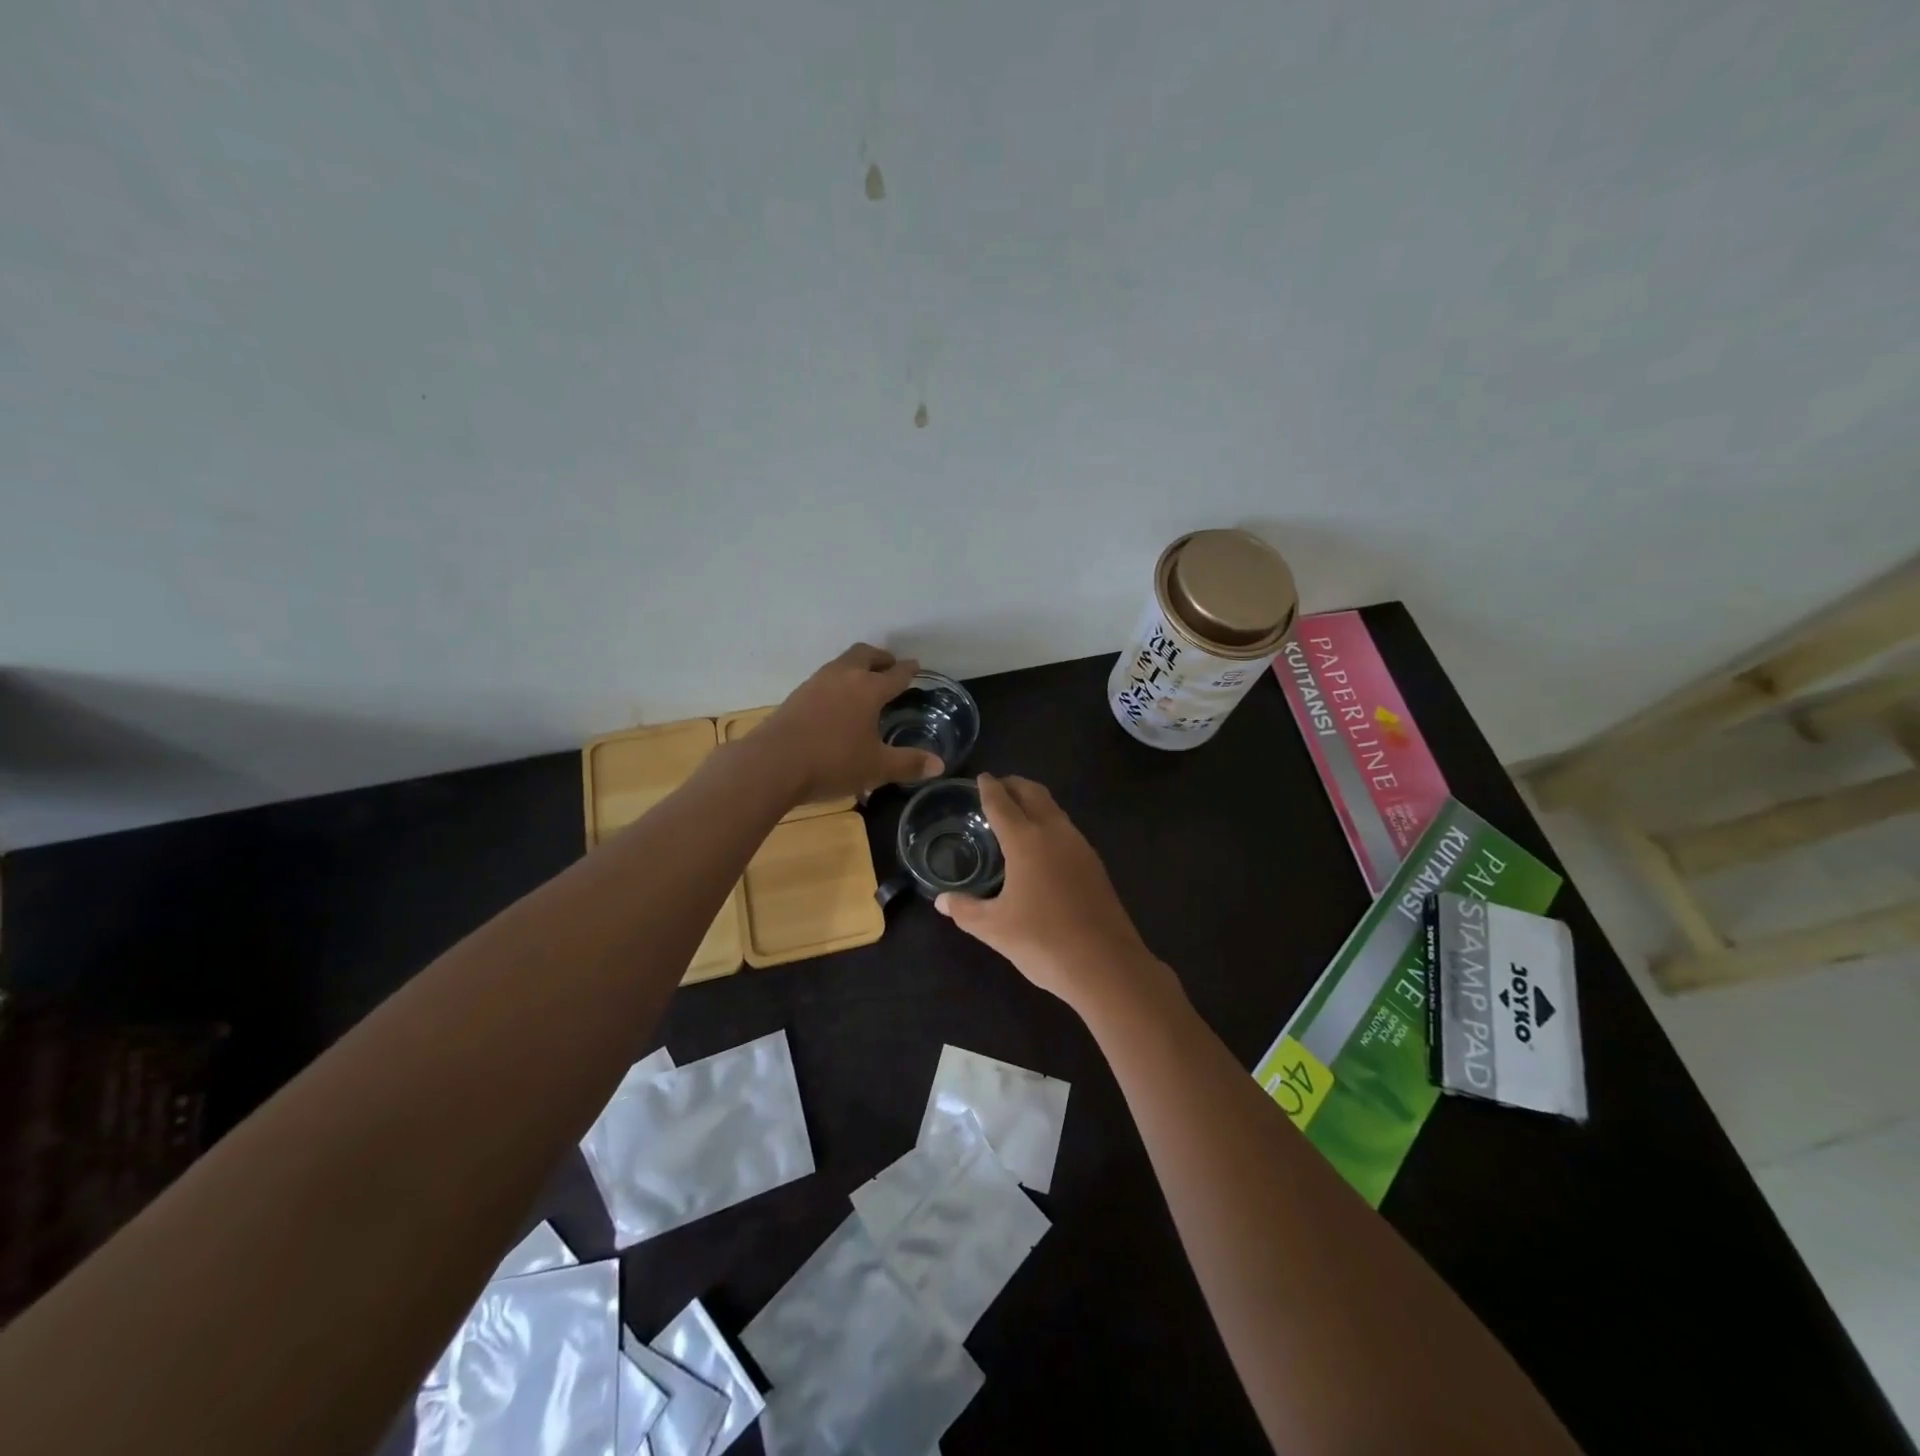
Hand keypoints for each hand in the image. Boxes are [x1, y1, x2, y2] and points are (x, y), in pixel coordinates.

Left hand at [756, 644, 944, 805]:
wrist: (772, 764)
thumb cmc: (832, 763)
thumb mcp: (876, 768)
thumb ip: (908, 763)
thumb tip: (939, 765)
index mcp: (868, 689)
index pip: (894, 674)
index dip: (907, 670)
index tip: (915, 666)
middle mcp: (843, 678)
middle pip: (864, 655)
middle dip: (880, 658)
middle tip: (889, 665)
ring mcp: (815, 684)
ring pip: (841, 664)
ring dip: (856, 667)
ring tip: (863, 681)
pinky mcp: (796, 696)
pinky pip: (824, 679)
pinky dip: (837, 682)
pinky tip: (836, 701)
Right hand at [935, 774, 1178, 1013]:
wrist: (1105, 965)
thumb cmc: (1043, 941)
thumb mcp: (994, 928)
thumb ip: (965, 910)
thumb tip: (942, 901)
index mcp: (1026, 840)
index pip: (1002, 803)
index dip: (989, 789)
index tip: (981, 778)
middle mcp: (1055, 833)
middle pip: (1033, 794)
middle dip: (1014, 785)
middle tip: (998, 786)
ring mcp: (1080, 847)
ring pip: (1054, 809)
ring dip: (1035, 801)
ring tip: (1017, 811)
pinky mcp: (1095, 864)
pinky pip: (1067, 829)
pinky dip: (1049, 822)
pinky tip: (1043, 844)